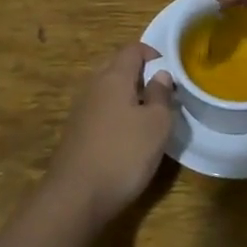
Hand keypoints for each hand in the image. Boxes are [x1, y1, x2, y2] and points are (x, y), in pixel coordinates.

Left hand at [46, 43, 175, 226]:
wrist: (75, 197)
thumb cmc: (123, 154)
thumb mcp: (156, 124)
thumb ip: (161, 95)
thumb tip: (160, 74)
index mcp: (114, 77)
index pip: (133, 49)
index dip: (154, 54)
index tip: (171, 72)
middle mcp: (94, 86)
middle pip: (118, 67)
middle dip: (141, 74)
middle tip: (162, 94)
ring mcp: (81, 110)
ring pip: (109, 90)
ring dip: (129, 96)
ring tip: (149, 116)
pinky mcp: (77, 132)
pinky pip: (101, 111)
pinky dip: (117, 114)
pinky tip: (128, 137)